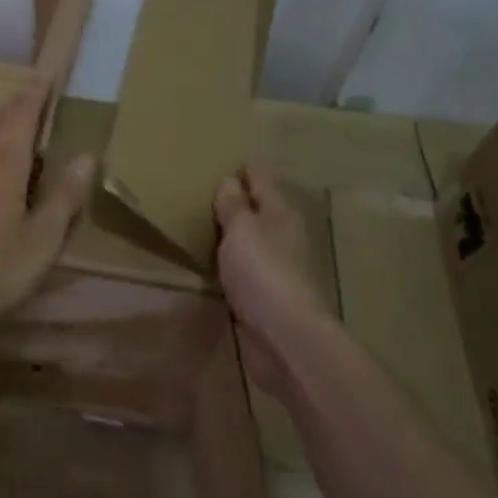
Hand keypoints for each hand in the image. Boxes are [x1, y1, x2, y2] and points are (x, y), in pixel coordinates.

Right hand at [214, 167, 331, 391]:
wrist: (287, 336)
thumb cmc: (263, 273)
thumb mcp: (241, 230)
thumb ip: (234, 206)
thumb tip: (231, 181)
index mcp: (281, 212)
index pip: (262, 179)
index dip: (245, 169)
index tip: (227, 161)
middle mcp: (285, 235)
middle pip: (262, 209)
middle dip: (242, 200)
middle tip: (211, 191)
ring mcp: (281, 266)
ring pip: (257, 239)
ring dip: (239, 232)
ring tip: (211, 224)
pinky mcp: (272, 294)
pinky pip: (251, 267)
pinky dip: (238, 260)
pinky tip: (221, 263)